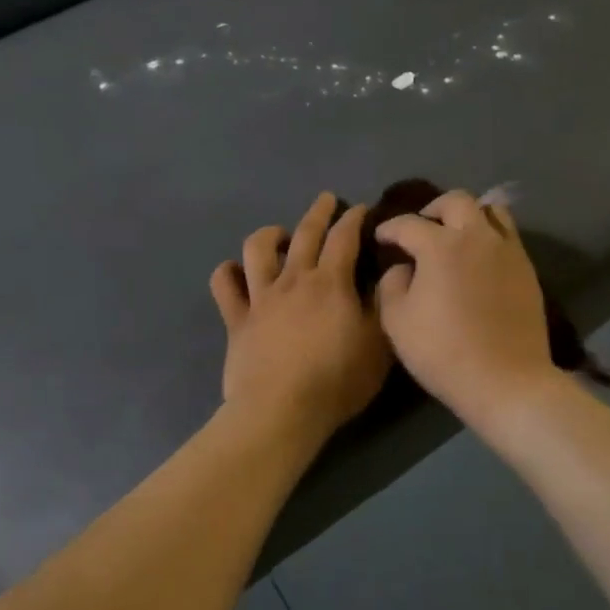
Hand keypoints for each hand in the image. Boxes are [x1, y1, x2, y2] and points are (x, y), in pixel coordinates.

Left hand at [210, 193, 391, 448]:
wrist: (281, 410)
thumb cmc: (336, 380)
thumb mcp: (378, 345)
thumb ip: (382, 306)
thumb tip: (385, 276)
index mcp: (330, 282)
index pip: (345, 238)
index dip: (354, 219)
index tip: (361, 208)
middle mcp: (294, 280)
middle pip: (304, 234)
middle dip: (318, 212)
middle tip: (326, 199)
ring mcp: (260, 298)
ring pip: (257, 249)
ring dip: (269, 235)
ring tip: (279, 235)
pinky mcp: (236, 319)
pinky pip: (224, 285)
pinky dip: (227, 273)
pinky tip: (234, 271)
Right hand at [373, 189, 560, 420]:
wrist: (506, 380)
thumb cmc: (443, 352)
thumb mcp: (397, 321)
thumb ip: (392, 284)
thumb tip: (403, 268)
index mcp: (440, 245)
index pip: (408, 224)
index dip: (390, 228)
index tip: (381, 237)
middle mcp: (476, 236)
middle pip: (456, 201)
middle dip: (433, 209)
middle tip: (422, 227)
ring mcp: (507, 250)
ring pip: (490, 210)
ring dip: (469, 215)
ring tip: (457, 236)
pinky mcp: (527, 268)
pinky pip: (508, 235)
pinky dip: (490, 235)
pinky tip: (480, 259)